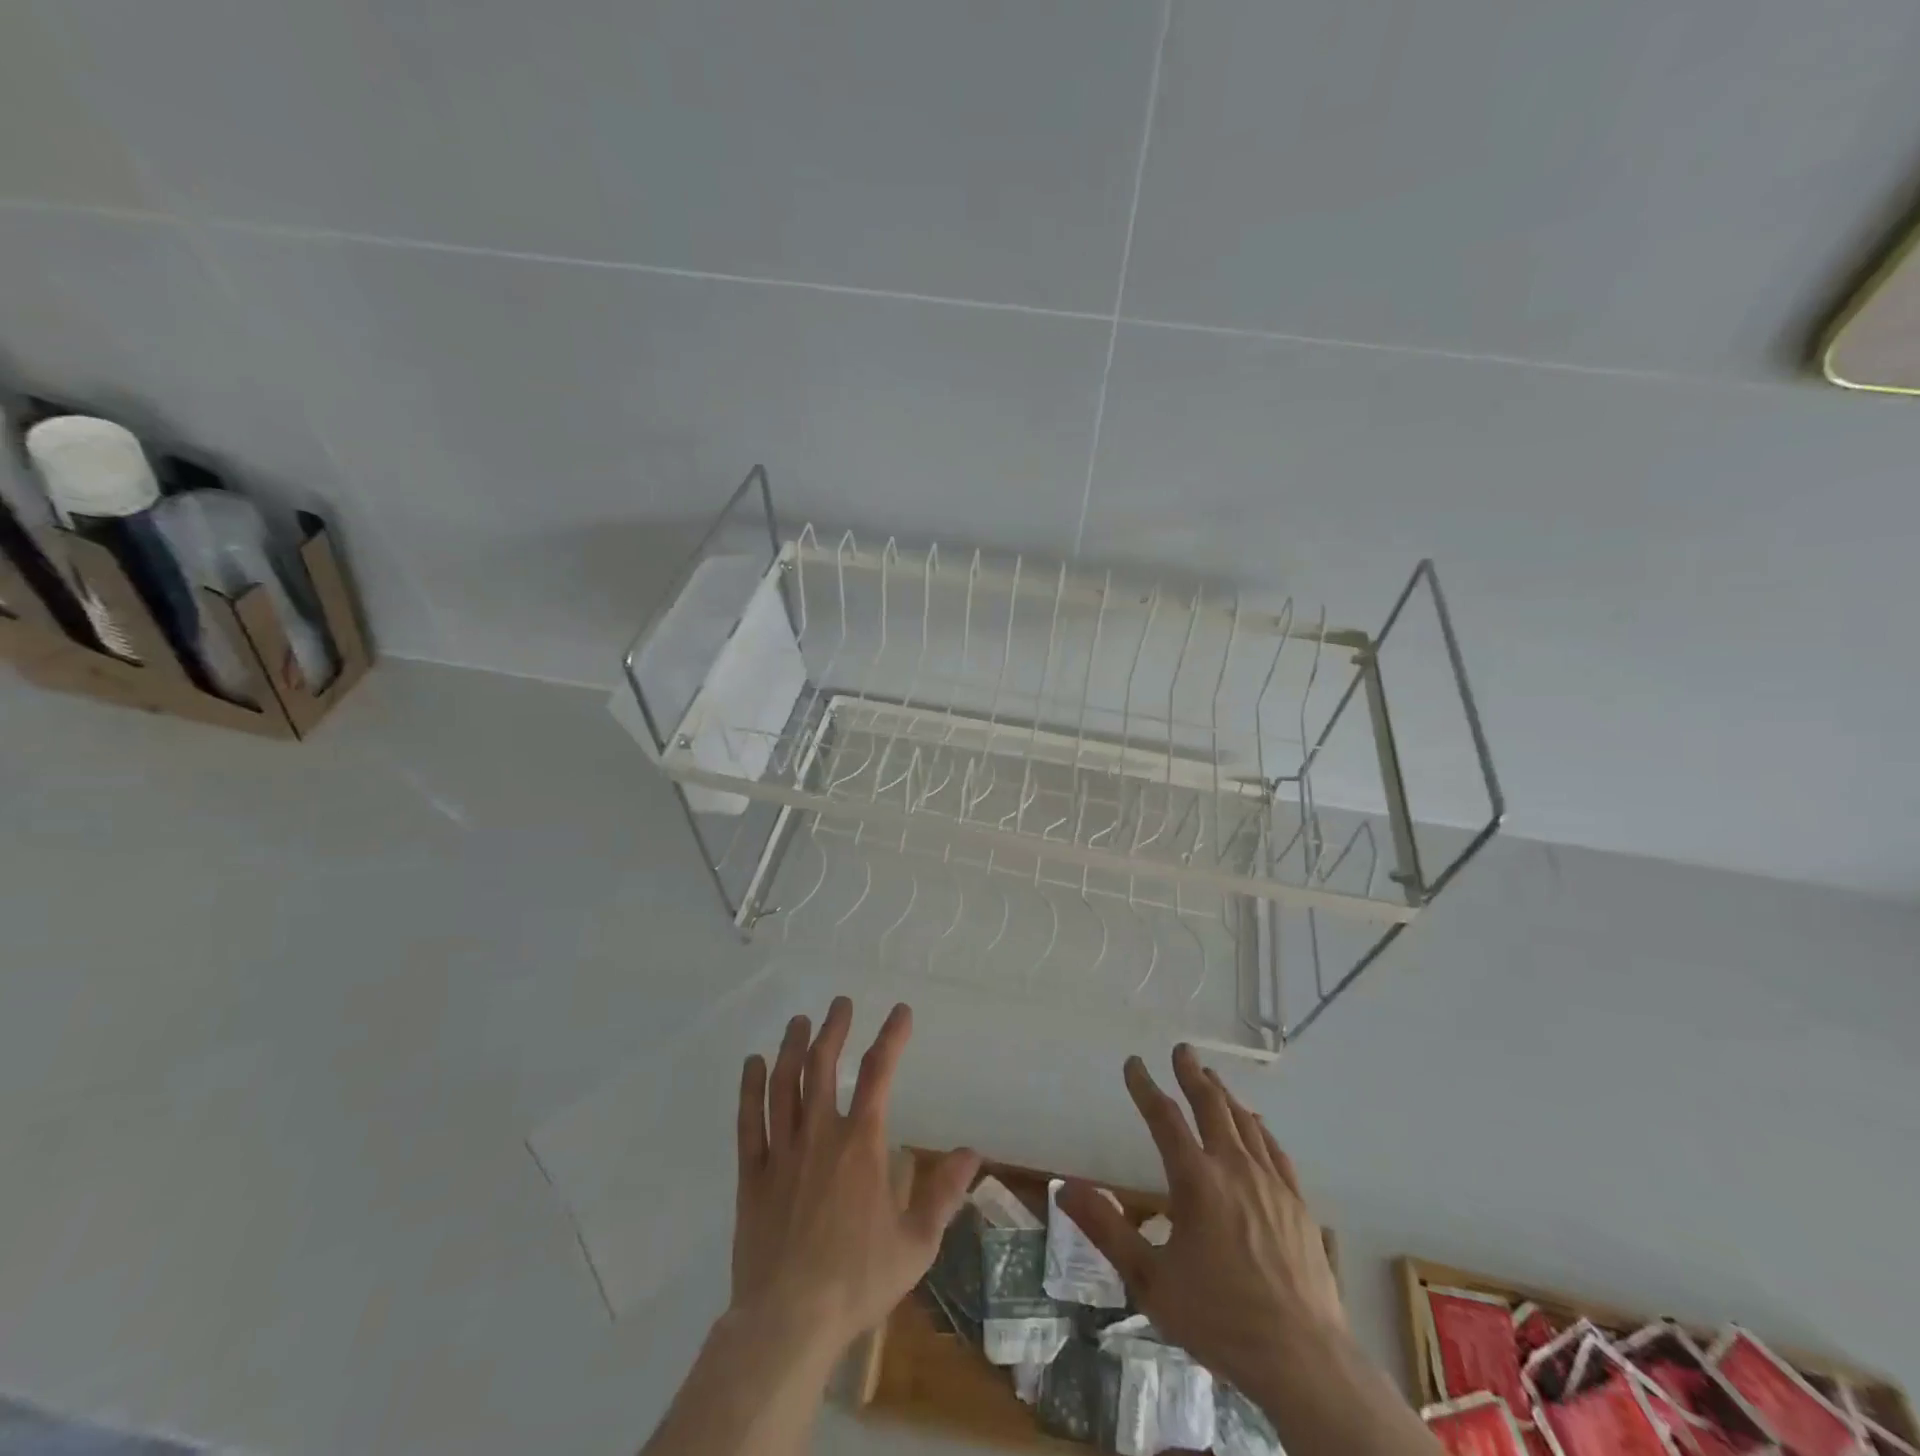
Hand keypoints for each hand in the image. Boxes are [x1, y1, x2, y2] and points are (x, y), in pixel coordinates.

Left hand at [732, 997, 980, 1355]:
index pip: (879, 1074)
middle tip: (840, 1004)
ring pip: (784, 1084)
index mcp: (861, 1145)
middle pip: (823, 1066)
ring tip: (799, 1021)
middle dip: (833, 1029)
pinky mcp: (752, 1176)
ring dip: (792, 1047)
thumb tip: (971, 1153)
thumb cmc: (857, 1281)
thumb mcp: (916, 1243)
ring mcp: (782, 1152)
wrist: (788, 1323)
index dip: (891, 1037)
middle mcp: (820, 1135)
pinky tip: (753, 1064)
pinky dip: (750, 1088)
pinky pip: (749, 1121)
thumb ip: (943, 1193)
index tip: (900, 1011)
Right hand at [1059, 1046, 1346, 1397]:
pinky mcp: (1298, 1205)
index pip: (1164, 1118)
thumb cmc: (1220, 1320)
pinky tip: (1256, 1125)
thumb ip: (1106, 1229)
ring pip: (1245, 1123)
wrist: (1305, 1362)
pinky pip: (1275, 1150)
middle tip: (1182, 1050)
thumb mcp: (1150, 1281)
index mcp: (1196, 1181)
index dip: (1145, 1087)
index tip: (1133, 1063)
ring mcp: (1272, 1184)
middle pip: (1211, 1106)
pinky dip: (1259, 1128)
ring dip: (1224, 1095)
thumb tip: (1063, 1188)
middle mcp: (1234, 1169)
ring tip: (1212, 1078)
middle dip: (1192, 1075)